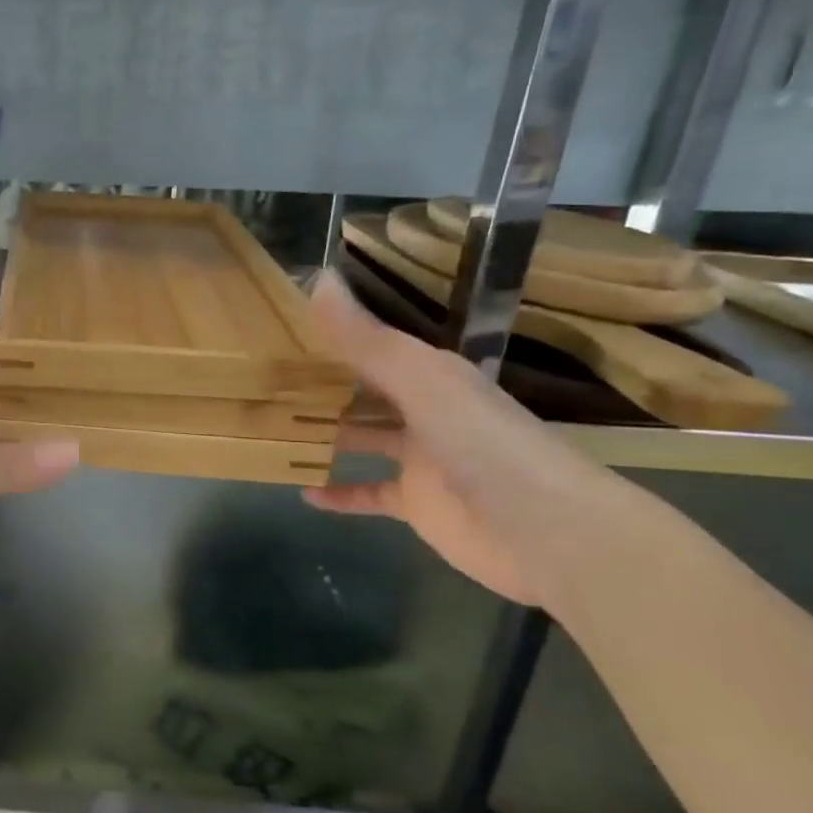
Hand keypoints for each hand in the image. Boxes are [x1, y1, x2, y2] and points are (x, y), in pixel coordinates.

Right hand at [302, 270, 606, 610]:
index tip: (280, 327)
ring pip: (362, 437)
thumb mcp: (421, 381)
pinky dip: (338, 493)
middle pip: (363, 391)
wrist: (547, 532)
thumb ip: (366, 339)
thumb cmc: (483, 444)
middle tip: (264, 378)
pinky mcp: (417, 503)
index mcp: (429, 374)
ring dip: (325, 434)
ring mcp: (420, 458)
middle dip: (321, 384)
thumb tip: (318, 279)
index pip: (372, 346)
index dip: (331, 336)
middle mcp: (424, 410)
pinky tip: (302, 491)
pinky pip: (368, 493)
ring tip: (272, 426)